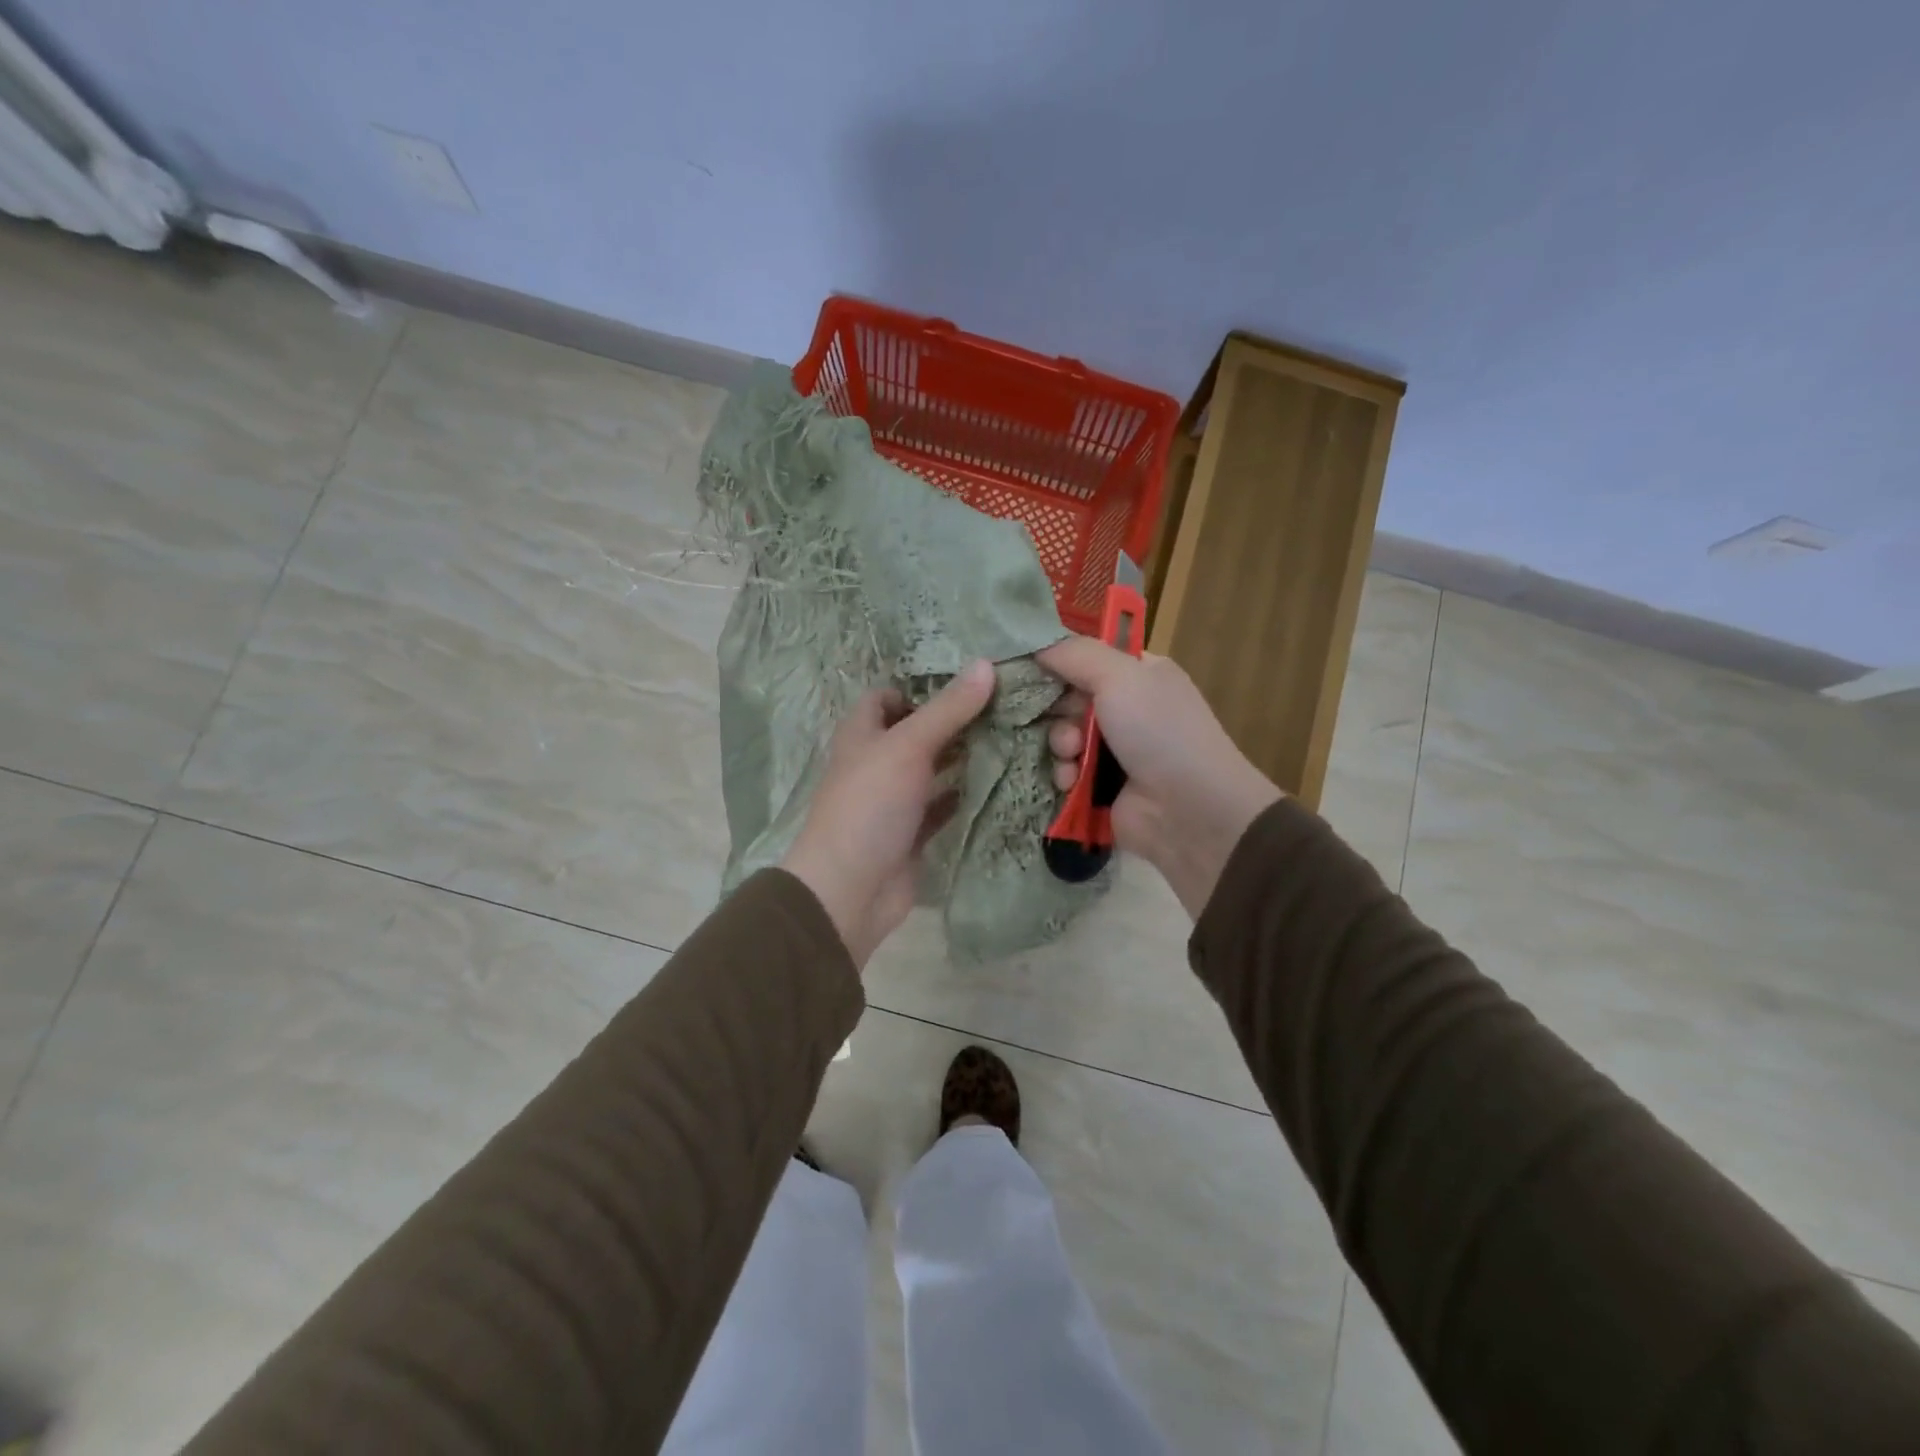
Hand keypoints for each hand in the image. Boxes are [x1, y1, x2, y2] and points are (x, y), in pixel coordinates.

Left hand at [781, 660, 996, 967]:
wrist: (850, 889)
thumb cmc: (870, 805)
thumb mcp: (907, 747)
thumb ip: (947, 709)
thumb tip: (986, 664)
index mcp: (863, 734)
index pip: (887, 696)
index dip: (920, 685)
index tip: (968, 679)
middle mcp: (877, 762)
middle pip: (917, 731)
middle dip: (954, 719)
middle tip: (1005, 705)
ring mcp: (894, 799)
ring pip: (932, 768)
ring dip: (963, 756)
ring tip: (1012, 735)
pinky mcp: (912, 832)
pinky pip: (942, 806)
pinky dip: (965, 795)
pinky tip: (1001, 781)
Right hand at [1037, 637, 1281, 917]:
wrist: (1189, 810)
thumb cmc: (1159, 731)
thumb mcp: (1120, 675)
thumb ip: (1074, 653)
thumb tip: (1034, 644)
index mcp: (1138, 674)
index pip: (1085, 658)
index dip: (1056, 662)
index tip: (1026, 667)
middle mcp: (1126, 709)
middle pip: (1066, 698)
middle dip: (1056, 709)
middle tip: (1059, 718)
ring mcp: (1113, 751)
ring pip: (1061, 737)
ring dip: (1059, 745)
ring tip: (1072, 755)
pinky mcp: (1099, 788)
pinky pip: (1064, 773)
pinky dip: (1064, 776)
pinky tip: (1072, 782)